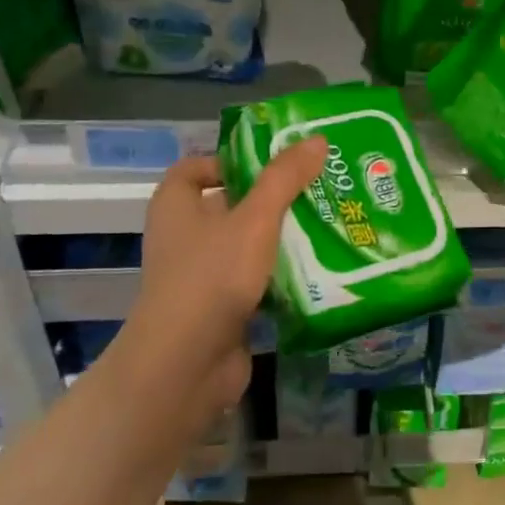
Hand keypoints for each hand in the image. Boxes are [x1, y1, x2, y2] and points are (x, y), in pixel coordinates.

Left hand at [115, 139, 327, 420]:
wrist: (186, 364)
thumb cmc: (212, 277)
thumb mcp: (254, 219)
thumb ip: (284, 179)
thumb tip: (316, 140)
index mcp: (176, 206)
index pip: (195, 168)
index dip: (230, 161)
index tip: (273, 164)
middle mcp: (183, 237)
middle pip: (229, 206)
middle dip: (271, 200)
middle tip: (317, 190)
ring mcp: (201, 277)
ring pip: (246, 247)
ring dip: (281, 240)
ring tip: (328, 226)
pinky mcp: (220, 310)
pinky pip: (255, 283)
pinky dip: (281, 277)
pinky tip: (319, 271)